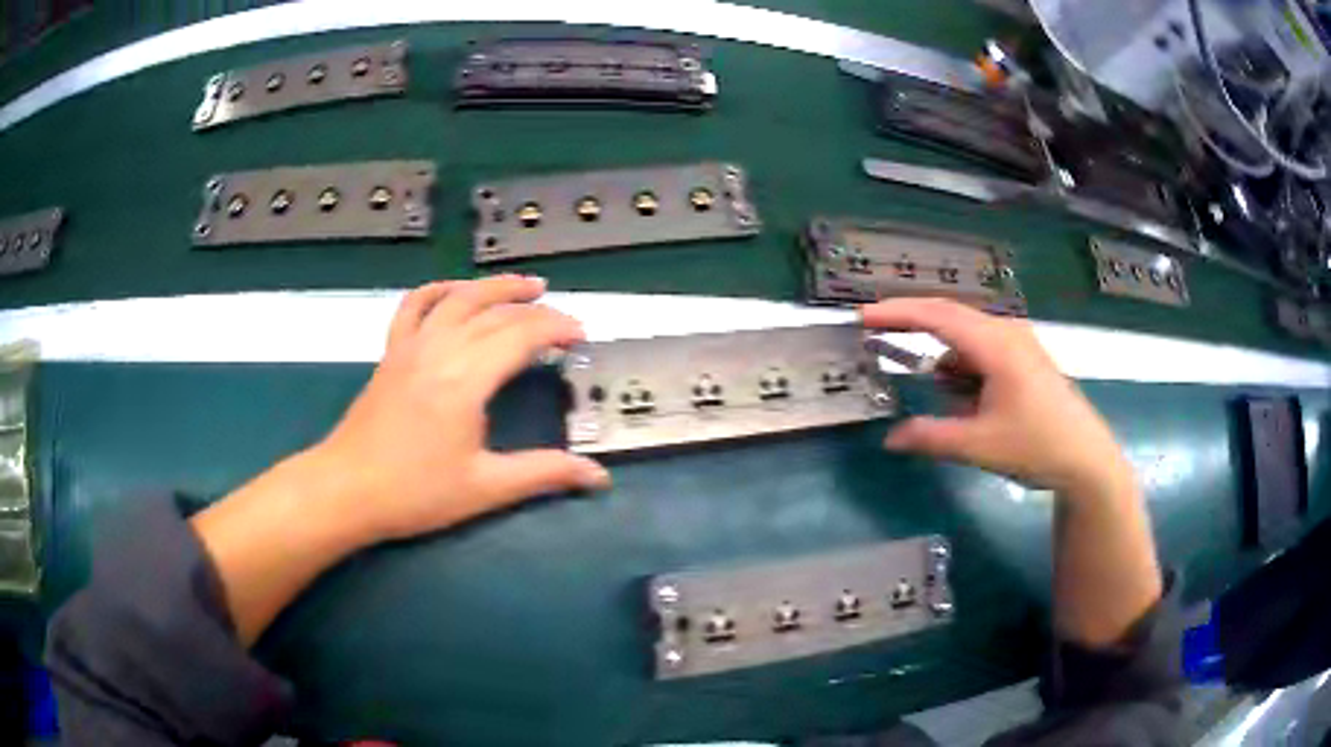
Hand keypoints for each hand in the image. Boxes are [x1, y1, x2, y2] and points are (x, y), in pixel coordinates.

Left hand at [312, 276, 610, 541]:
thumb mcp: (485, 488)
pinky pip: (414, 305)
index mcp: (465, 380)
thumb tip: (598, 477)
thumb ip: (543, 473)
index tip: (582, 337)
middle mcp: (439, 350)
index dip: (556, 329)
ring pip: (457, 296)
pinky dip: (439, 289)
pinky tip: (455, 290)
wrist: (347, 489)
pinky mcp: (392, 352)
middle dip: (536, 310)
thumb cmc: (414, 492)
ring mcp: (411, 346)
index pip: (521, 335)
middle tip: (565, 321)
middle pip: (495, 312)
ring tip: (527, 285)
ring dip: (495, 286)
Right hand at [861, 298, 1132, 496]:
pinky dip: (964, 370)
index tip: (862, 317)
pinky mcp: (1025, 359)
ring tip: (936, 395)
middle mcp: (1007, 332)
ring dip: (944, 359)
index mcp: (996, 344)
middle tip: (877, 335)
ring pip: (967, 339)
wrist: (1086, 460)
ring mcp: (1019, 343)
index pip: (938, 316)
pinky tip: (964, 400)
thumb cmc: (1037, 446)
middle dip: (913, 326)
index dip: (898, 313)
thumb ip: (931, 437)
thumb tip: (890, 439)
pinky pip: (983, 352)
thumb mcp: (979, 446)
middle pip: (950, 318)